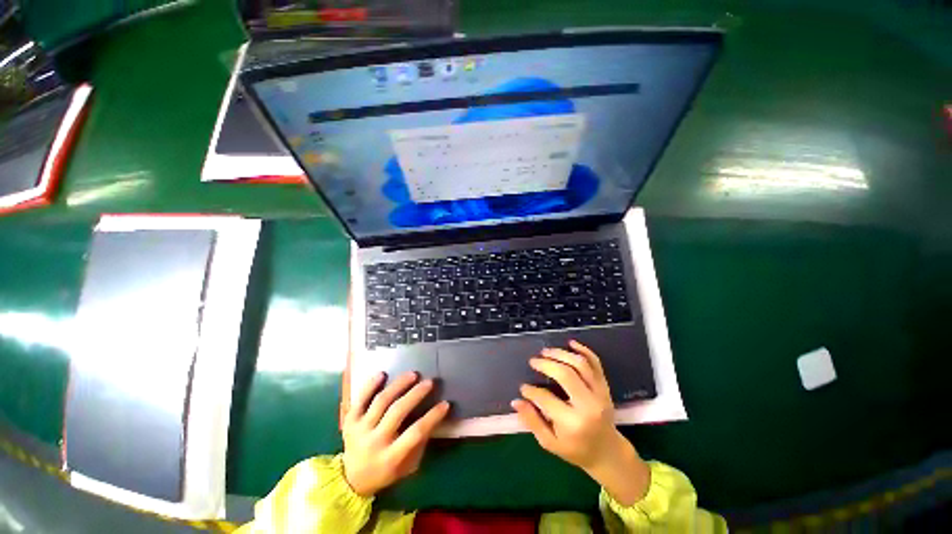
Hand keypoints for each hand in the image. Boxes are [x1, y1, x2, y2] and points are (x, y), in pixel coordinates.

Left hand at [342, 372, 449, 496]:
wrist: (351, 480)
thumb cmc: (386, 471)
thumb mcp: (407, 467)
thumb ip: (419, 444)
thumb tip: (433, 417)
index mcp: (391, 457)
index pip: (415, 433)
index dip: (432, 417)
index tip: (445, 404)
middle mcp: (375, 442)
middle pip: (397, 412)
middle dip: (415, 394)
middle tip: (429, 382)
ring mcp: (360, 430)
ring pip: (381, 402)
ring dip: (398, 385)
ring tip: (412, 374)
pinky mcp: (350, 421)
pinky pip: (360, 400)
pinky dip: (370, 385)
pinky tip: (383, 374)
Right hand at [512, 340, 650, 504]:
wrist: (608, 452)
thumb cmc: (576, 450)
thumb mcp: (551, 443)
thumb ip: (532, 421)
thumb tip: (516, 401)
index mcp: (573, 423)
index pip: (546, 399)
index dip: (531, 391)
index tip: (523, 387)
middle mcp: (588, 405)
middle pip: (566, 374)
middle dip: (546, 364)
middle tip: (533, 361)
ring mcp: (599, 394)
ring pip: (580, 364)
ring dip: (561, 354)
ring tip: (546, 352)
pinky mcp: (605, 386)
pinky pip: (596, 363)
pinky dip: (584, 350)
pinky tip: (570, 343)